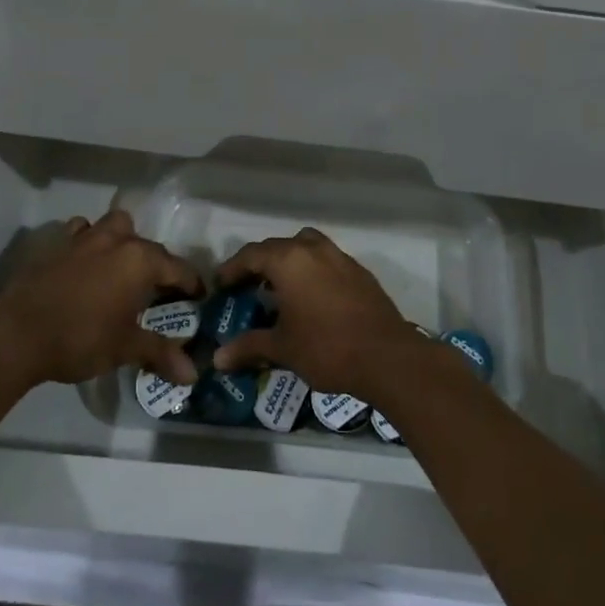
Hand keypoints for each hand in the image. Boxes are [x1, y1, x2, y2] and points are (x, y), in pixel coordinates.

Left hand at [0, 209, 202, 388]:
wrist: (15, 334)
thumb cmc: (80, 339)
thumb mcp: (125, 348)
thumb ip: (161, 354)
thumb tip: (193, 376)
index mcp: (140, 260)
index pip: (178, 268)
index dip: (191, 284)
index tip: (198, 298)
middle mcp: (116, 240)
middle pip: (147, 245)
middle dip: (156, 264)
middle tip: (155, 291)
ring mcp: (83, 237)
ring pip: (113, 225)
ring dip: (121, 240)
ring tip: (119, 267)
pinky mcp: (55, 243)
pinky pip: (79, 231)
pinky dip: (86, 241)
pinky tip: (83, 263)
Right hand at [210, 228, 424, 398]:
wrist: (386, 356)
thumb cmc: (326, 348)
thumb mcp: (283, 348)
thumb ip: (249, 347)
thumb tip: (217, 359)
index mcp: (289, 260)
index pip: (252, 254)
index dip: (233, 268)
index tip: (221, 284)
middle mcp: (314, 250)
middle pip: (278, 246)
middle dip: (259, 263)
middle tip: (246, 285)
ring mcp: (341, 258)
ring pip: (306, 246)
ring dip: (289, 260)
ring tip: (279, 286)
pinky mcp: (360, 272)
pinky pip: (327, 260)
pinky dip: (312, 270)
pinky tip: (311, 297)